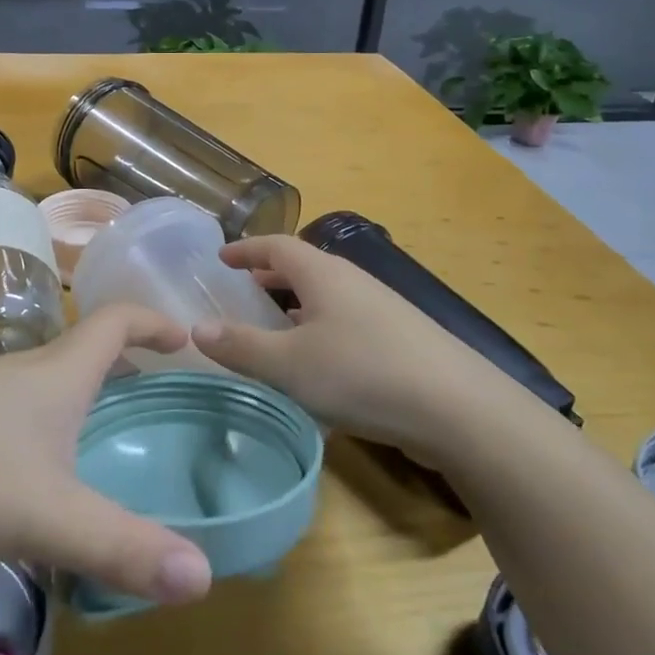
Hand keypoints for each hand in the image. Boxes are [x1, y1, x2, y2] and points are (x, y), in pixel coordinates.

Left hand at [0, 305, 212, 605]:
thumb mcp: (46, 516)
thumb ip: (122, 548)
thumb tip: (203, 580)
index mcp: (55, 374)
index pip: (115, 321)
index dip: (153, 321)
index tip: (183, 335)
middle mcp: (17, 371)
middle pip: (79, 349)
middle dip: (119, 361)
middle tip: (147, 386)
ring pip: (38, 381)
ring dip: (74, 393)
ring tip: (92, 432)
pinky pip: (3, 411)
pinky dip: (33, 424)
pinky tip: (19, 471)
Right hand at [191, 235, 495, 460]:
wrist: (457, 407)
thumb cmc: (362, 373)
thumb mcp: (290, 364)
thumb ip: (241, 346)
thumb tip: (197, 328)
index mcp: (323, 274)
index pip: (276, 246)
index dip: (246, 249)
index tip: (221, 258)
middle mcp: (352, 282)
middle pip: (304, 267)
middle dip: (270, 276)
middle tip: (242, 289)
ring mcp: (380, 309)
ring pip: (326, 296)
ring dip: (295, 304)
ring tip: (273, 324)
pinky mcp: (399, 339)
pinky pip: (345, 321)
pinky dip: (319, 328)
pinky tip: (318, 363)